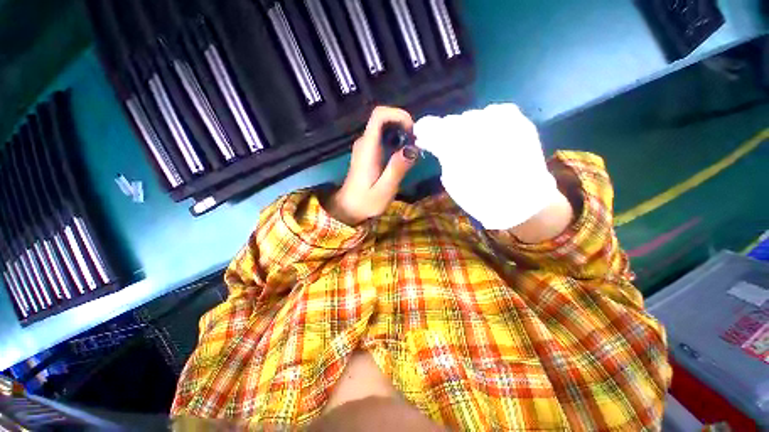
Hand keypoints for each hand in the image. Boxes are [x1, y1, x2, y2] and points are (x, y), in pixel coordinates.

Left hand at [326, 107, 418, 225]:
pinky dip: (396, 142)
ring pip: (384, 129)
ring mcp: (365, 147)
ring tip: (412, 153)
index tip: (412, 131)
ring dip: (401, 135)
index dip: (398, 115)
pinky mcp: (368, 153)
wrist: (348, 209)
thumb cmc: (365, 202)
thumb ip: (397, 169)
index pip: (379, 115)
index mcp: (367, 148)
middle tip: (416, 146)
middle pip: (384, 119)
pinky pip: (383, 139)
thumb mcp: (384, 190)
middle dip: (403, 126)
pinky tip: (402, 157)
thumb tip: (413, 148)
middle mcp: (364, 142)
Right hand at [413, 104, 566, 231]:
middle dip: (445, 131)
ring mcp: (502, 120)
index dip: (425, 129)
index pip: (435, 128)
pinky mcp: (518, 120)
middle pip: (453, 121)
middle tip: (442, 142)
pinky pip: (493, 113)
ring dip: (465, 128)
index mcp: (459, 146)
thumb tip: (434, 142)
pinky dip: (485, 123)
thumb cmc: (481, 198)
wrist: (523, 201)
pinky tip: (485, 136)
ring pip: (472, 116)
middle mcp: (480, 127)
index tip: (419, 133)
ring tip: (467, 142)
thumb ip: (442, 156)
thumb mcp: (452, 181)